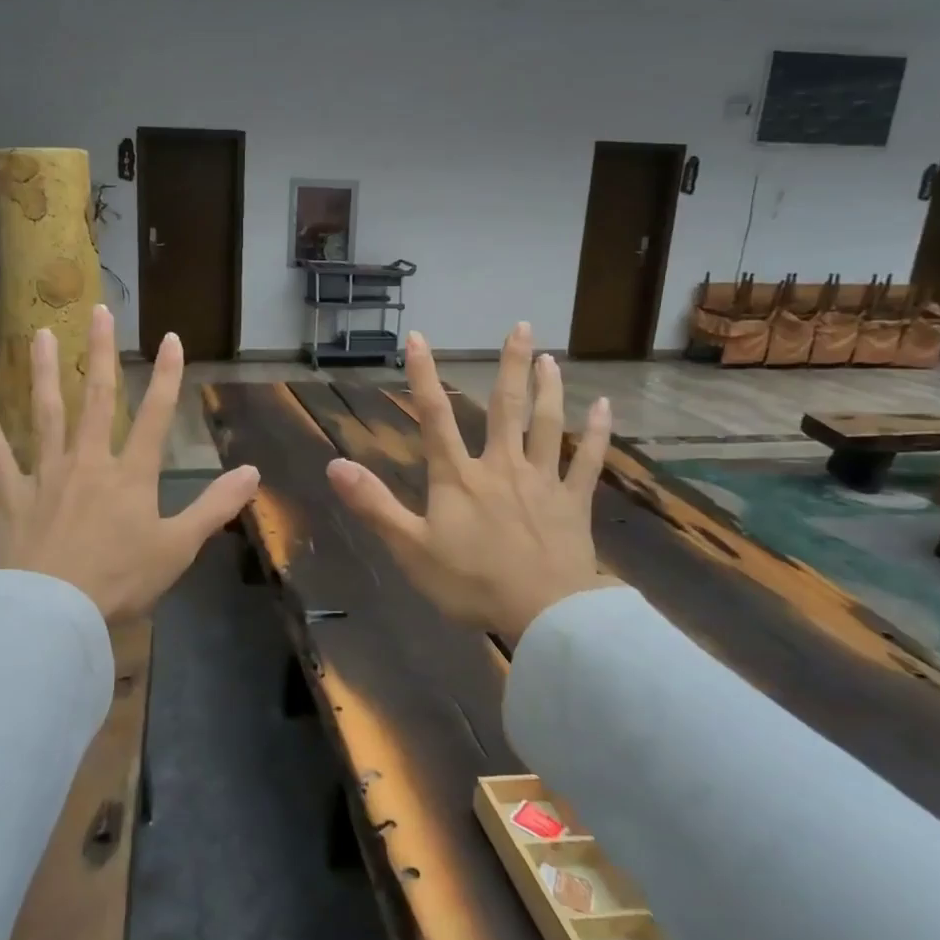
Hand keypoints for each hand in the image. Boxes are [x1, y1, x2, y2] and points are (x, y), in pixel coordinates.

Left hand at [0, 305, 260, 623]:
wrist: (54, 612)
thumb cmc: (120, 581)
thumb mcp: (179, 548)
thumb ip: (215, 507)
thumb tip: (252, 472)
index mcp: (131, 475)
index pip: (156, 416)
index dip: (167, 376)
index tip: (171, 339)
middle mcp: (89, 462)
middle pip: (97, 398)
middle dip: (100, 353)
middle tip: (98, 310)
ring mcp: (46, 474)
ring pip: (46, 413)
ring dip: (44, 372)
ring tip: (40, 333)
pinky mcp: (11, 494)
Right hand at [327, 322, 616, 645]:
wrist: (543, 613)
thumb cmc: (471, 583)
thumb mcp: (410, 548)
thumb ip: (374, 505)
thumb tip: (334, 465)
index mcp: (459, 478)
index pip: (435, 418)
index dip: (424, 376)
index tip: (420, 338)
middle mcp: (502, 467)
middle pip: (507, 407)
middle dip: (512, 365)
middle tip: (522, 326)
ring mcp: (542, 482)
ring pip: (547, 425)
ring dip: (550, 389)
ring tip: (552, 358)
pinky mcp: (573, 502)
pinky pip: (588, 462)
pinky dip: (597, 434)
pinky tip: (605, 408)